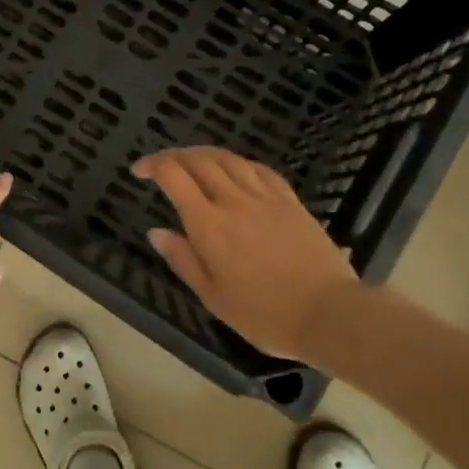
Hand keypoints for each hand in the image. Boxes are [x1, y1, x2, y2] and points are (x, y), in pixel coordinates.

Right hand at [131, 147, 360, 364]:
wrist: (328, 313)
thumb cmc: (264, 314)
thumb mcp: (213, 297)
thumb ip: (183, 260)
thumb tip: (156, 232)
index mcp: (209, 224)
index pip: (173, 176)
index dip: (152, 165)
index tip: (139, 171)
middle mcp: (233, 200)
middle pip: (199, 159)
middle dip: (174, 155)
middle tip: (162, 164)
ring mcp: (265, 197)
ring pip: (228, 158)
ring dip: (204, 153)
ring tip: (193, 160)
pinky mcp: (290, 200)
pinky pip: (259, 169)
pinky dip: (238, 162)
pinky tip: (236, 170)